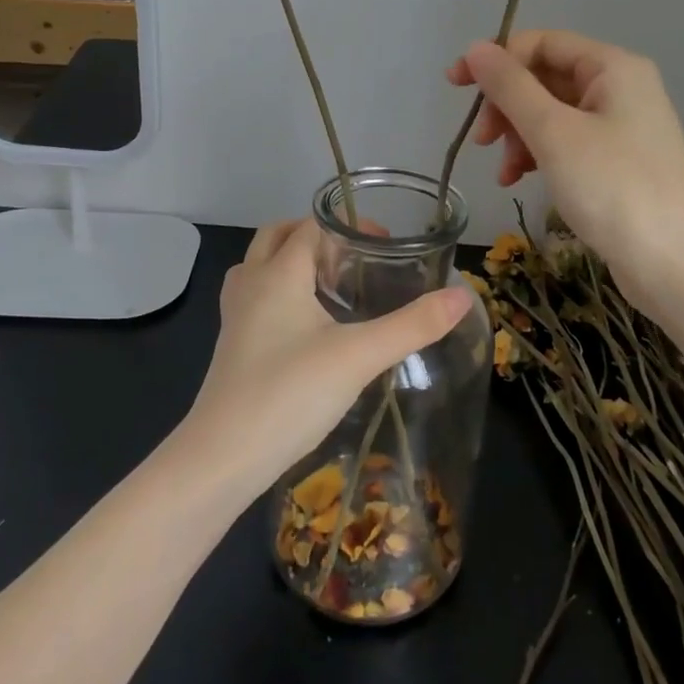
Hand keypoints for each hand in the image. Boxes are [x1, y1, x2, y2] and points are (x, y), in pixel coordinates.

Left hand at [184, 219, 470, 494]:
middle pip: (277, 236)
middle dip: (315, 235)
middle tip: (353, 258)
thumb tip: (462, 296)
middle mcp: (251, 283)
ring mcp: (235, 315)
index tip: (384, 245)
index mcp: (278, 273)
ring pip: (259, 266)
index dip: (348, 225)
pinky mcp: (231, 345)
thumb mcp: (359, 356)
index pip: (312, 226)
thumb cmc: (290, 394)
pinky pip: (253, 297)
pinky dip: (277, 291)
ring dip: (289, 260)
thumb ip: (412, 325)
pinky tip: (304, 326)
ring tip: (328, 284)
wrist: (222, 457)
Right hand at [447, 29, 683, 315]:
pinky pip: (565, 143)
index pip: (542, 43)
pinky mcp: (616, 162)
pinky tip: (516, 180)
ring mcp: (620, 127)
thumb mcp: (553, 132)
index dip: (496, 59)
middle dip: (507, 105)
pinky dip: (537, 155)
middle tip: (481, 139)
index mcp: (613, 67)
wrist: (674, 264)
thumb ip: (510, 86)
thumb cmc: (613, 187)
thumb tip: (475, 48)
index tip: (455, 86)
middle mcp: (620, 88)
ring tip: (502, 171)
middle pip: (545, 78)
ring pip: (551, 114)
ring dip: (518, 135)